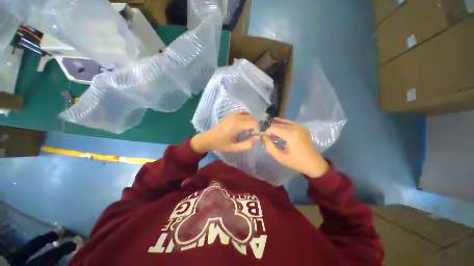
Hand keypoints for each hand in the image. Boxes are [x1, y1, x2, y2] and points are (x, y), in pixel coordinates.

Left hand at [191, 112, 258, 153]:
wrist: (209, 138)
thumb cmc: (221, 144)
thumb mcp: (234, 148)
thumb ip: (247, 144)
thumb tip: (257, 138)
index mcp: (236, 125)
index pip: (253, 123)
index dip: (257, 129)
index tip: (255, 136)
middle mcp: (235, 117)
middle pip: (252, 118)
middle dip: (255, 126)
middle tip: (252, 134)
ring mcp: (233, 114)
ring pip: (248, 115)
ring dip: (251, 121)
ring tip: (248, 129)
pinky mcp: (231, 114)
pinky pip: (243, 112)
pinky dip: (247, 117)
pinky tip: (244, 123)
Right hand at [263, 118, 328, 177]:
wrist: (314, 164)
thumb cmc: (297, 162)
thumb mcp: (280, 157)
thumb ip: (269, 147)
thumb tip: (263, 137)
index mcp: (291, 134)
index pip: (274, 128)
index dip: (267, 132)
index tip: (264, 139)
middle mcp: (296, 127)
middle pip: (278, 124)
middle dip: (271, 129)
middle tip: (267, 137)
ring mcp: (300, 126)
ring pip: (283, 122)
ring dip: (276, 126)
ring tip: (271, 133)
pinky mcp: (302, 128)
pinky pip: (290, 122)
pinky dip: (283, 124)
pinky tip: (278, 126)